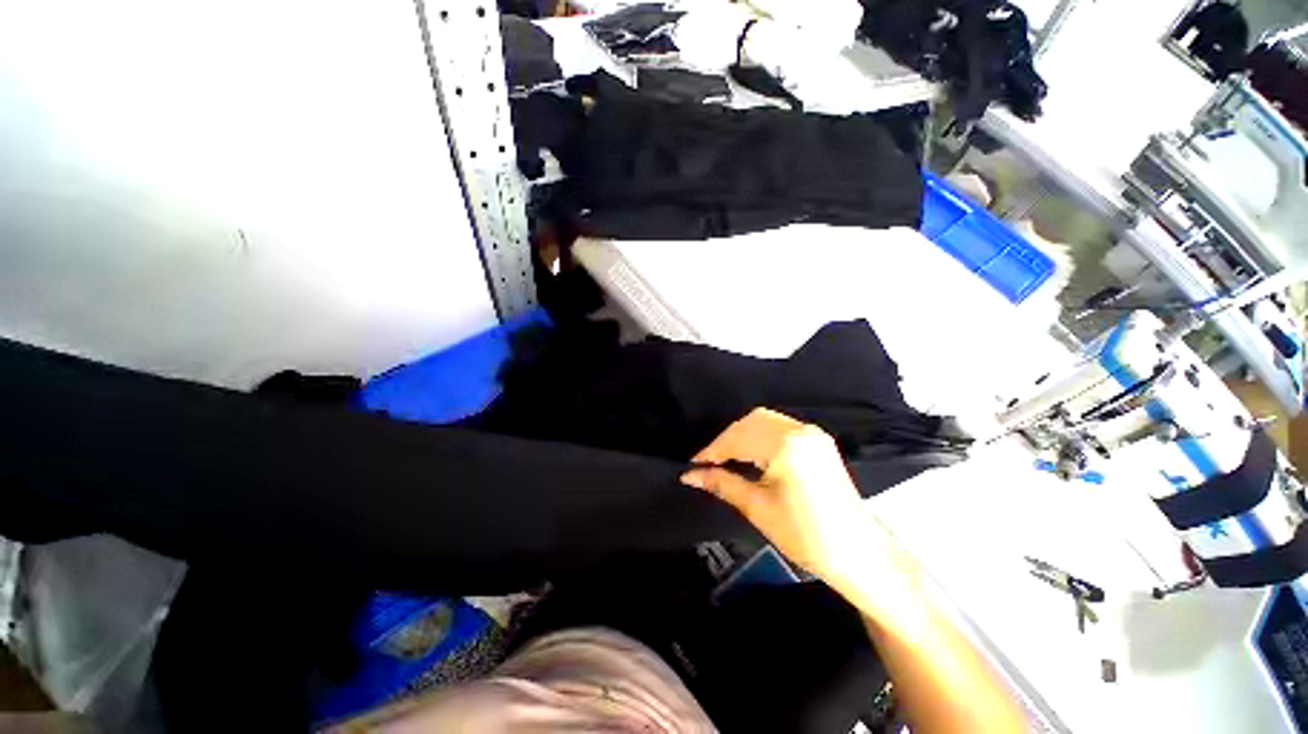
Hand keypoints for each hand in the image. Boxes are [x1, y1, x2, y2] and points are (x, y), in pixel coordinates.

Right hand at [681, 408, 871, 581]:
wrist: (859, 552)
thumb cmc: (806, 535)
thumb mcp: (758, 508)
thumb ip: (722, 483)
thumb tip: (690, 475)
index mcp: (786, 445)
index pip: (738, 438)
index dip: (712, 451)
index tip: (693, 465)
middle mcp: (799, 430)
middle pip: (750, 422)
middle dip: (726, 440)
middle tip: (708, 463)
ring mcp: (811, 433)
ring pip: (764, 421)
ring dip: (741, 435)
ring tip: (725, 458)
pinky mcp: (818, 441)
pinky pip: (779, 427)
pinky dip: (759, 435)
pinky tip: (750, 453)